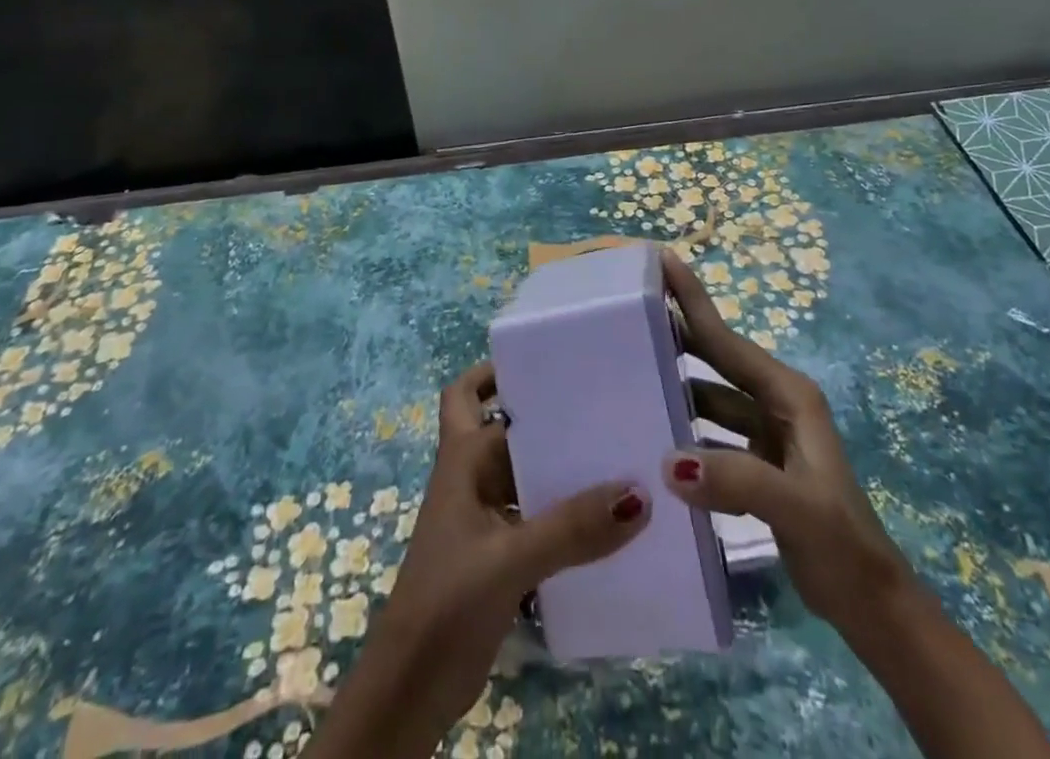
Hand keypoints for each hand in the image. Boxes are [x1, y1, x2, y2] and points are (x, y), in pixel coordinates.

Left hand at [311, 362, 650, 758]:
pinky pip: (536, 515)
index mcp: (462, 458)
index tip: (553, 358)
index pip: (476, 393)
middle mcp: (472, 477)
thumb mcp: (510, 559)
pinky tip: (604, 519)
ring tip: (616, 452)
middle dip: (544, 415)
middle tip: (598, 403)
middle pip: (506, 428)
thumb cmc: (446, 602)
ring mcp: (484, 517)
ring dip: (558, 465)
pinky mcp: (499, 554)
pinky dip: (563, 511)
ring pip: (524, 473)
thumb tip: (639, 491)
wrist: (410, 690)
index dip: (503, 371)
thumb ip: (572, 528)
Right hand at [657, 248, 911, 628]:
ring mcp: (766, 434)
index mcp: (788, 395)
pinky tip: (653, 435)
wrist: (872, 607)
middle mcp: (776, 403)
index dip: (693, 299)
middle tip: (629, 308)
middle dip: (678, 330)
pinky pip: (710, 431)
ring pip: (710, 395)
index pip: (727, 340)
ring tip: (628, 368)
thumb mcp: (797, 508)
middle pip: (717, 357)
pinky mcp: (757, 464)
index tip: (662, 259)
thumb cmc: (842, 546)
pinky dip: (684, 427)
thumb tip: (668, 460)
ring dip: (676, 381)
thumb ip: (738, 480)